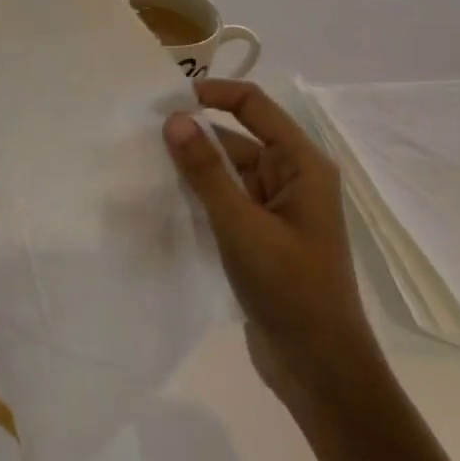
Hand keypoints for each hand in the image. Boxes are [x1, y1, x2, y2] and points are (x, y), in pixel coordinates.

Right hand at [162, 81, 381, 410]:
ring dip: (193, 166)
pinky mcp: (260, 236)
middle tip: (140, 134)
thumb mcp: (241, 225)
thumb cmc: (289, 289)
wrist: (319, 366)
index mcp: (302, 166)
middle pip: (238, 137)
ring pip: (228, 171)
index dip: (213, 93)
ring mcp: (276, 210)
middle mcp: (292, 179)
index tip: (165, 99)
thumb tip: (174, 118)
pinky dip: (198, 194)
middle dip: (194, 132)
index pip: (254, 106)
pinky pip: (225, 199)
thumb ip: (206, 170)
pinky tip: (162, 198)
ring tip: (142, 162)